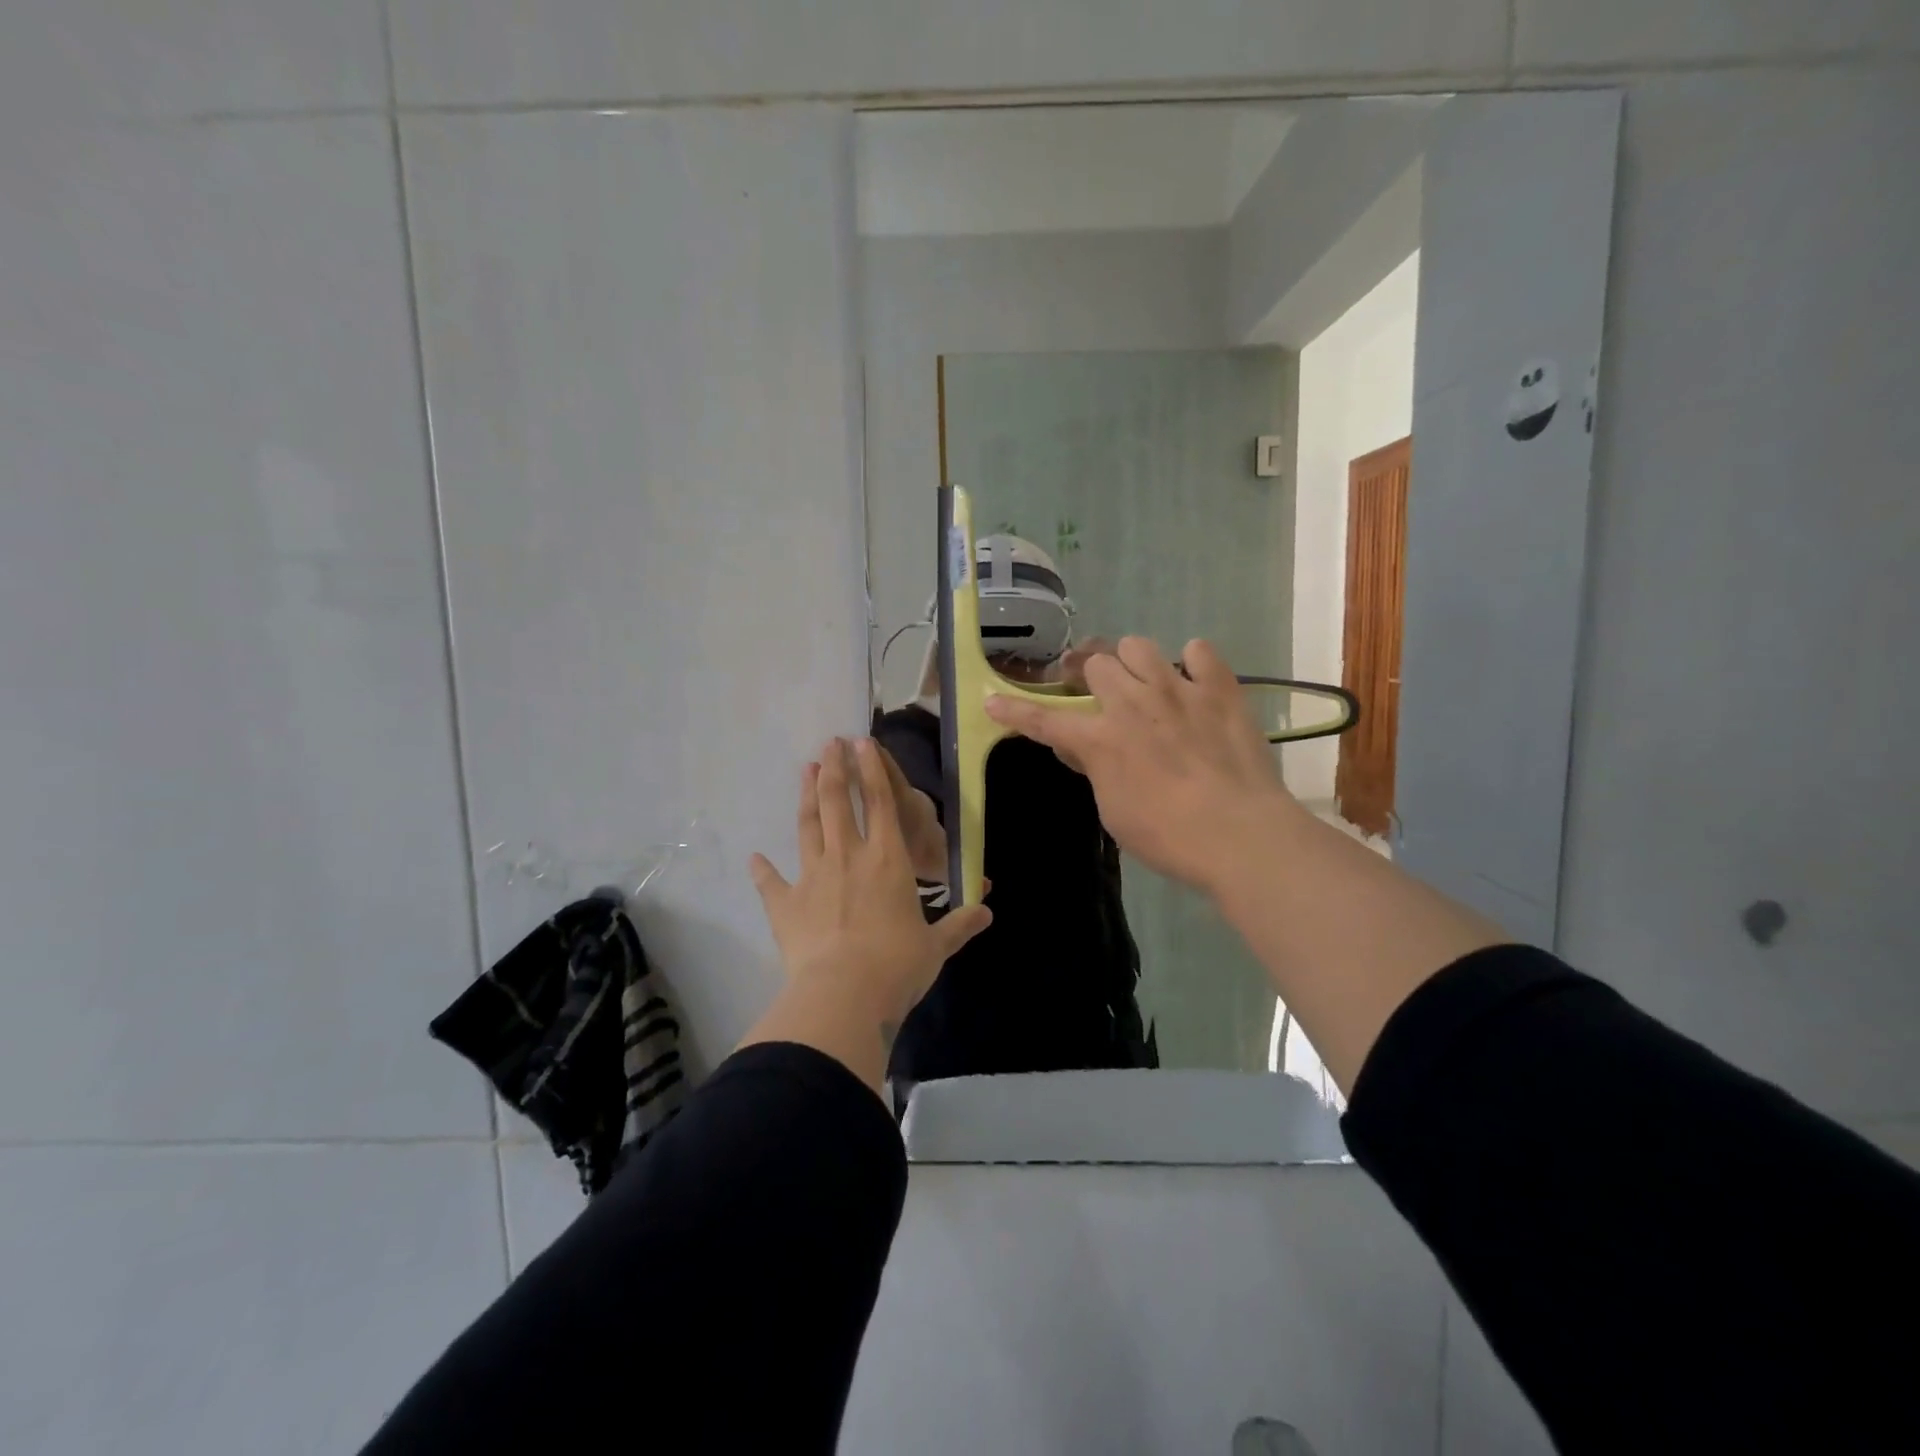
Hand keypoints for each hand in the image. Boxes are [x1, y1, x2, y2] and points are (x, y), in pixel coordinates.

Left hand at [750, 739, 990, 1032]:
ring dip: (807, 797)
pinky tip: (754, 858)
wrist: (843, 994)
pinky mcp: (785, 905)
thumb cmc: (897, 965)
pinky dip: (762, 870)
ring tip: (805, 771)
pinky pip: (771, 882)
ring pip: (808, 827)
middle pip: (838, 803)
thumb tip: (988, 913)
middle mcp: (848, 857)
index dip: (873, 770)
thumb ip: (960, 924)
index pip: (881, 803)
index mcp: (888, 860)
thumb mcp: (937, 946)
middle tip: (829, 743)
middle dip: (834, 769)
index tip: (863, 742)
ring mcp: (812, 877)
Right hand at [985, 637, 1303, 895]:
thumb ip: (1095, 770)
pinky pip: (1200, 650)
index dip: (1015, 711)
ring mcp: (1178, 690)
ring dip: (1134, 662)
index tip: (993, 700)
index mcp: (1100, 740)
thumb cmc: (1167, 837)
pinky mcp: (1220, 689)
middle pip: (1096, 664)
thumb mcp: (1114, 813)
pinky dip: (1193, 662)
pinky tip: (1194, 681)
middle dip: (1092, 677)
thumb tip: (1080, 746)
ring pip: (1139, 645)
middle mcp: (1132, 703)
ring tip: (1145, 683)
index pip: (1045, 720)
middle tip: (1100, 695)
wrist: (1239, 835)